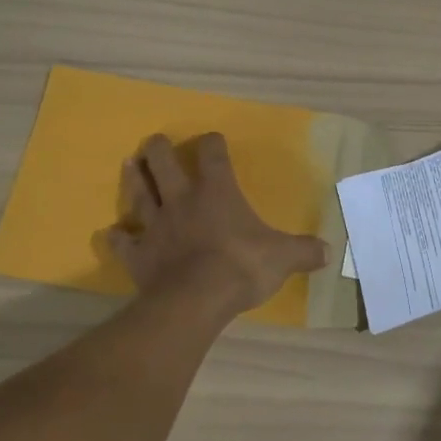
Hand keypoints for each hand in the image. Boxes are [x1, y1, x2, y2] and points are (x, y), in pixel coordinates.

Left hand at [106, 133, 327, 315]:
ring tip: (130, 164)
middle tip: (155, 141)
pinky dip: (116, 238)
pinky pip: (122, 242)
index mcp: (216, 192)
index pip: (213, 155)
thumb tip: (330, 251)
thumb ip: (305, 252)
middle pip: (164, 164)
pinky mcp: (138, 254)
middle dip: (159, 149)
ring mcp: (155, 226)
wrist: (196, 300)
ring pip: (139, 194)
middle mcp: (182, 200)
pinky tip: (111, 234)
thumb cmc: (241, 267)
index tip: (214, 140)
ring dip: (134, 178)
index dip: (213, 144)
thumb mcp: (284, 258)